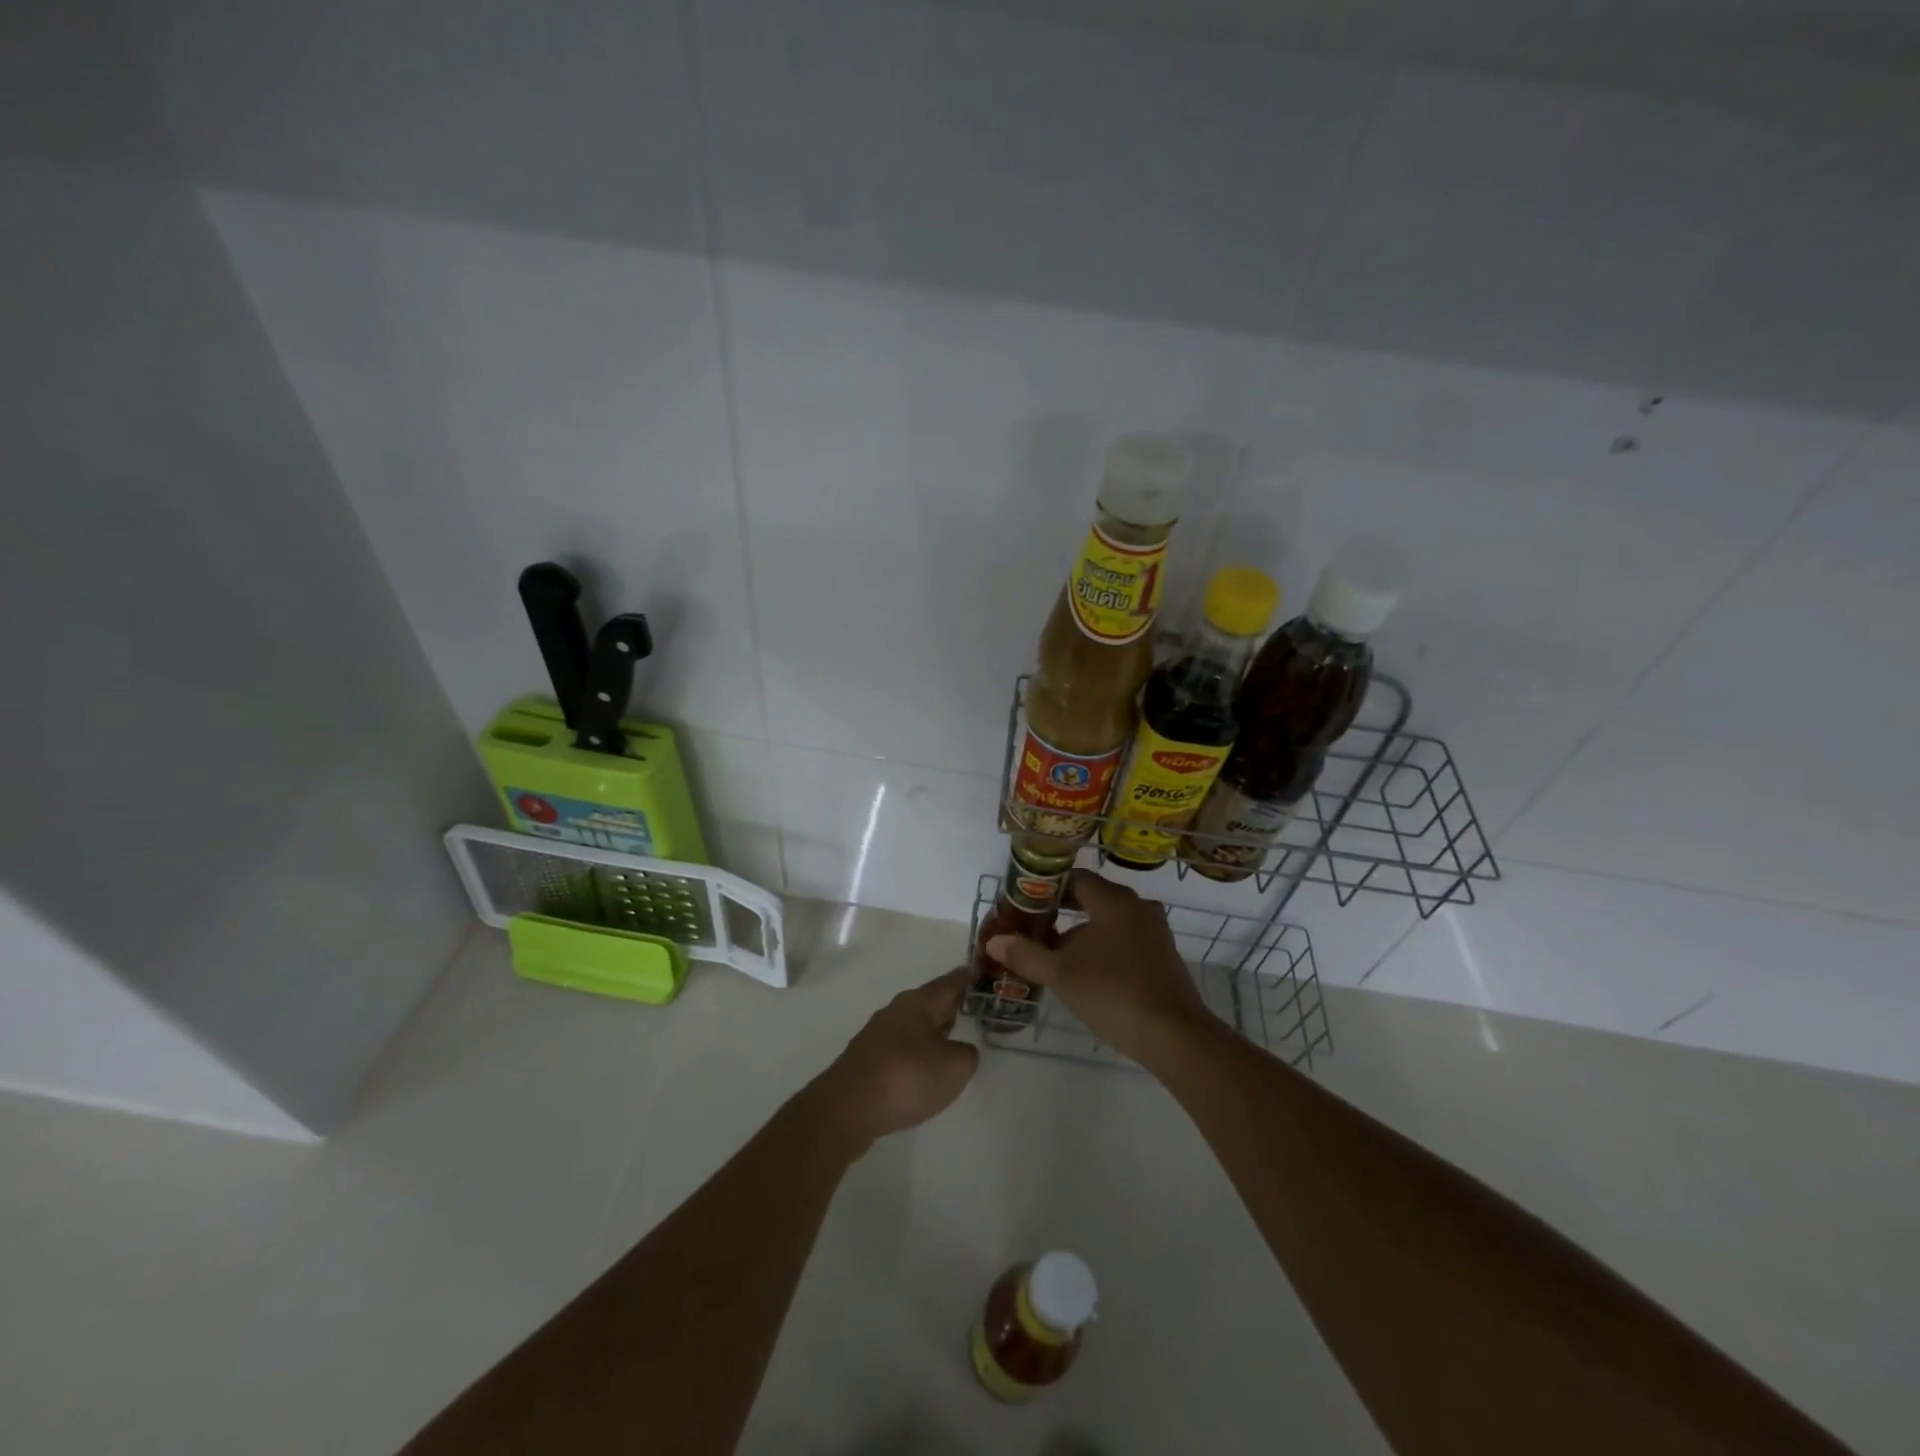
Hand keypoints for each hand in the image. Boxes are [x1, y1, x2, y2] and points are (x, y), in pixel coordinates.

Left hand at [809, 968, 979, 1147]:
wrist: (846, 1108)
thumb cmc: (906, 1077)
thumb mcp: (954, 1067)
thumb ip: (966, 1054)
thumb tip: (959, 1050)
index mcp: (919, 1003)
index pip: (949, 983)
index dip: (966, 978)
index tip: (978, 971)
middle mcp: (897, 1011)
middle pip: (930, 1002)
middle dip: (949, 1004)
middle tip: (970, 1005)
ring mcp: (878, 1036)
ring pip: (914, 1026)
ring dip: (932, 1030)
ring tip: (951, 1037)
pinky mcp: (866, 1061)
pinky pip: (901, 1048)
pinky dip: (916, 1052)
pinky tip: (923, 1069)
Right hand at [984, 870, 1216, 1066]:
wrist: (1173, 1035)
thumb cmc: (1112, 993)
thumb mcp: (1061, 974)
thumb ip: (1026, 954)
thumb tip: (994, 941)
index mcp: (1113, 900)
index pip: (1076, 878)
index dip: (1048, 887)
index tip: (1025, 902)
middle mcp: (1137, 907)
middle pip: (1093, 898)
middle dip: (1062, 911)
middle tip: (1034, 928)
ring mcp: (1154, 932)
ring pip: (1109, 921)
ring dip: (1082, 932)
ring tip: (1054, 953)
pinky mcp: (1163, 956)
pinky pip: (1125, 939)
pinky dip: (1103, 947)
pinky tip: (1086, 972)